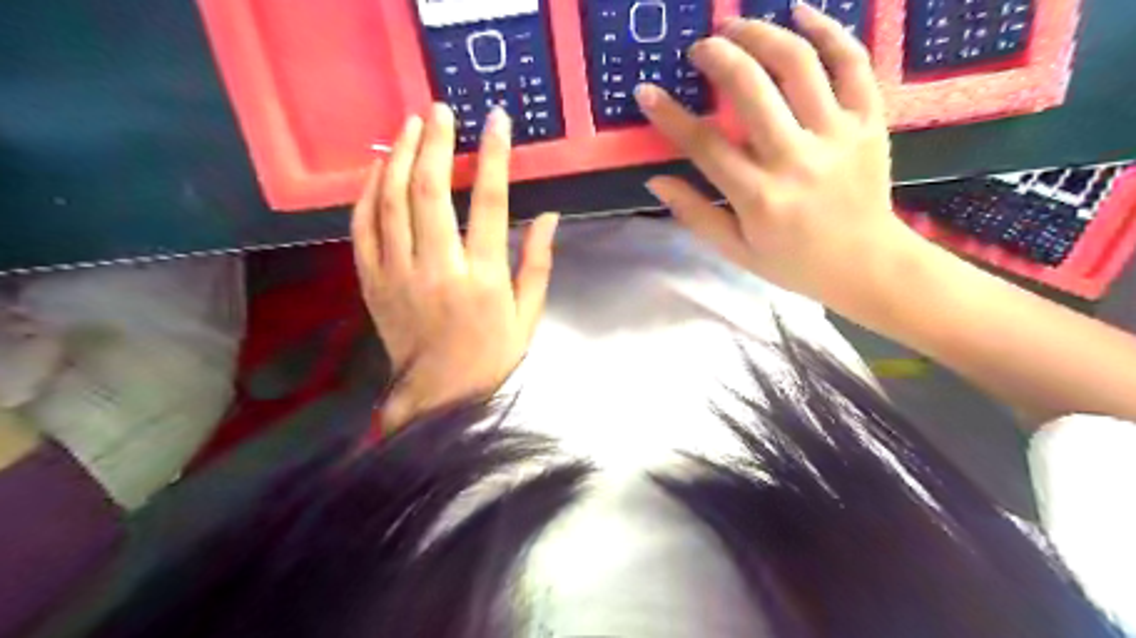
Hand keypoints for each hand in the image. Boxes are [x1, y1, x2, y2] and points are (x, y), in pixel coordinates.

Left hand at [349, 105, 556, 430]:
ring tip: (409, 125)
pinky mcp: (372, 281)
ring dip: (399, 156)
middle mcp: (438, 268)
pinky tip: (377, 169)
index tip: (496, 121)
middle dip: (435, 142)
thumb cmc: (490, 355)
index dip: (494, 156)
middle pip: (429, 191)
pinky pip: (362, 227)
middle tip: (439, 109)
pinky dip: (368, 192)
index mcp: (483, 278)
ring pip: (390, 201)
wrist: (437, 396)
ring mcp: (398, 273)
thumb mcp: (528, 315)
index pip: (490, 204)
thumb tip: (551, 216)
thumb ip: (538, 263)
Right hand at [634, 2, 926, 313]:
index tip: (646, 92)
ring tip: (736, 26)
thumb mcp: (736, 251)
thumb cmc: (795, 262)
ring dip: (761, 34)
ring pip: (799, 64)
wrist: (868, 265)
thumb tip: (656, 182)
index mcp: (759, 198)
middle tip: (700, 48)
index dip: (670, 115)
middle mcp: (796, 160)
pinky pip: (852, 63)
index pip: (705, 145)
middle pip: (751, 89)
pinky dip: (828, 30)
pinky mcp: (870, 121)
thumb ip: (696, 215)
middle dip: (718, 57)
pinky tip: (800, 12)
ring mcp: (837, 135)